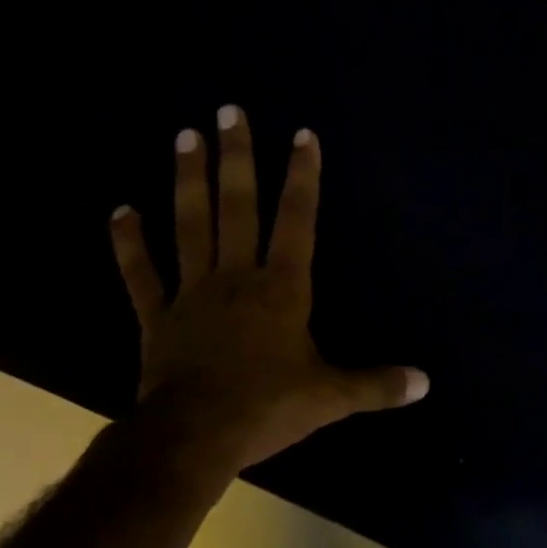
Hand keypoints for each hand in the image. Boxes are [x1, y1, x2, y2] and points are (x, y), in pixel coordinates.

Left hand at [109, 105, 427, 470]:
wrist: (194, 437)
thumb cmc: (268, 408)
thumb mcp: (332, 398)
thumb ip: (377, 385)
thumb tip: (426, 383)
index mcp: (282, 290)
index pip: (297, 222)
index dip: (302, 178)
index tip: (301, 135)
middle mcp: (236, 278)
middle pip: (237, 208)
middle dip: (237, 158)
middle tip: (228, 110)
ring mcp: (192, 294)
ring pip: (189, 226)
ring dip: (187, 180)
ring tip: (184, 135)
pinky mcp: (157, 318)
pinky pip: (140, 275)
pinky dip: (129, 243)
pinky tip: (120, 211)